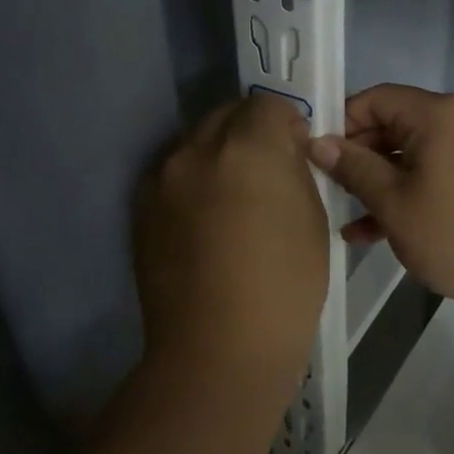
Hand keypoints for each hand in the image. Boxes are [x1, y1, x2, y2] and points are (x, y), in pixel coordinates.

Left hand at [134, 95, 330, 382]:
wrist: (217, 349)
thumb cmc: (284, 287)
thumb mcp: (313, 218)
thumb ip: (294, 171)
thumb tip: (282, 153)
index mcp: (248, 147)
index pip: (267, 103)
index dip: (286, 124)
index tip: (296, 152)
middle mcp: (197, 149)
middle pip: (226, 116)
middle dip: (250, 133)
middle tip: (266, 174)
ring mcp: (162, 178)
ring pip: (196, 144)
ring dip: (217, 156)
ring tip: (231, 200)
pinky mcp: (141, 207)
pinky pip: (173, 176)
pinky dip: (191, 184)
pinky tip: (203, 223)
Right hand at [308, 84, 453, 323]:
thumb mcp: (395, 203)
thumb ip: (354, 168)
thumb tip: (318, 142)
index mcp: (437, 114)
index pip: (375, 98)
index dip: (341, 123)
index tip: (317, 157)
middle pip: (394, 125)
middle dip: (359, 158)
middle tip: (329, 190)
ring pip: (413, 154)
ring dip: (381, 183)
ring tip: (348, 219)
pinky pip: (436, 172)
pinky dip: (410, 192)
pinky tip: (379, 231)